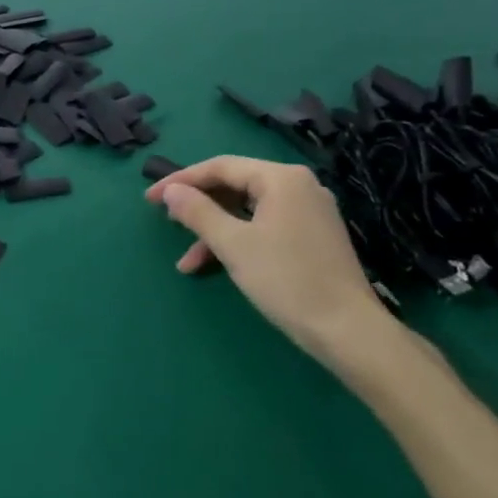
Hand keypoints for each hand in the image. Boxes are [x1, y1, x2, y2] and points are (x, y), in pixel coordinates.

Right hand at [146, 156, 391, 360]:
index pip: (220, 167)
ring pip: (247, 210)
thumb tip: (171, 191)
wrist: (347, 329)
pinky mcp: (312, 236)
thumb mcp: (233, 244)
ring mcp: (309, 211)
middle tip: (167, 224)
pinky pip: (263, 225)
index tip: (150, 199)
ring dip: (214, 232)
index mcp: (281, 179)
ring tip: (187, 262)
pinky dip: (237, 241)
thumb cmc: (286, 280)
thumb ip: (197, 212)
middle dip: (198, 208)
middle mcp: (298, 186)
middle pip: (234, 186)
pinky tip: (216, 265)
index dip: (181, 181)